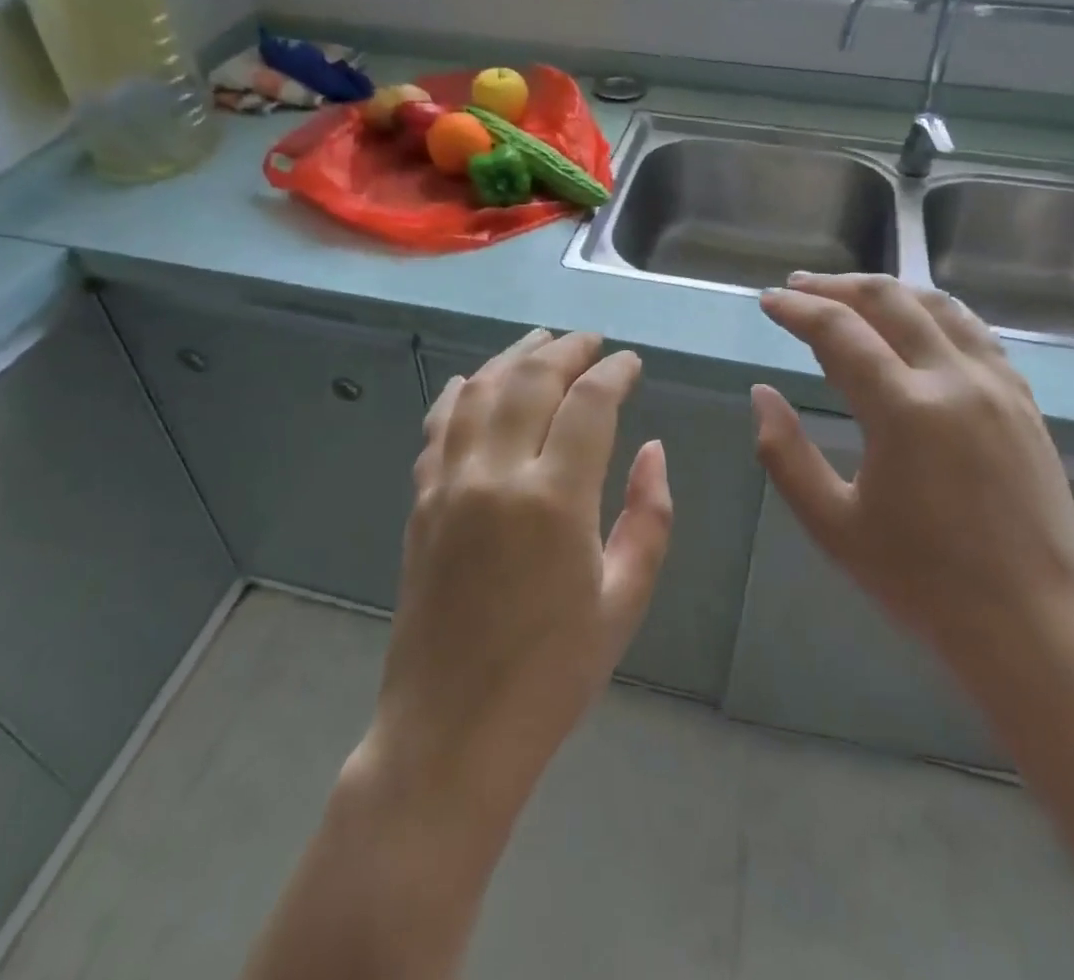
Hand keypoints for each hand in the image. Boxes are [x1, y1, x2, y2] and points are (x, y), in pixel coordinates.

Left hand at [356, 329, 673, 826]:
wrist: (450, 732)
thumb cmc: (553, 675)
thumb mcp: (624, 601)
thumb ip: (649, 517)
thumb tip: (652, 449)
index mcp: (555, 500)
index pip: (589, 403)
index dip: (614, 373)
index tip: (631, 363)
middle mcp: (496, 475)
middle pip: (531, 380)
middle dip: (567, 350)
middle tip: (591, 342)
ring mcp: (449, 484)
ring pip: (480, 391)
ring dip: (513, 357)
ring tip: (541, 342)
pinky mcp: (421, 502)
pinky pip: (438, 426)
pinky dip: (459, 393)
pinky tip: (474, 381)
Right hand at [753, 273, 1073, 686]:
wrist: (1038, 629)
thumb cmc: (924, 584)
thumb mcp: (833, 525)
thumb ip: (785, 454)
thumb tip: (761, 393)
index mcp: (905, 410)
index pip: (838, 332)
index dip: (797, 310)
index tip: (767, 301)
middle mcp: (955, 380)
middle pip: (889, 301)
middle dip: (836, 287)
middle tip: (798, 287)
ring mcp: (998, 385)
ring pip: (937, 305)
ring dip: (886, 290)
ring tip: (849, 294)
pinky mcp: (1024, 401)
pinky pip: (973, 331)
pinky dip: (932, 312)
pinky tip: (915, 324)